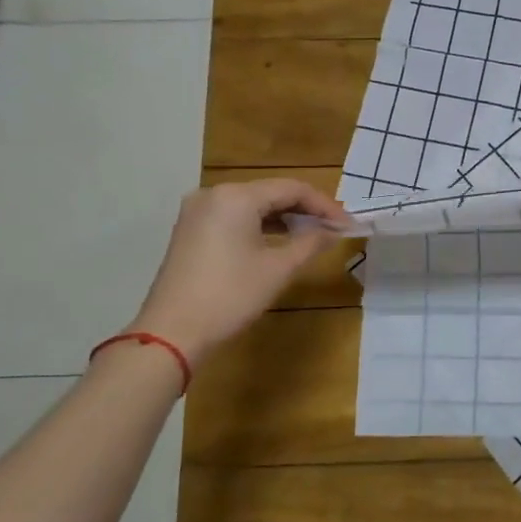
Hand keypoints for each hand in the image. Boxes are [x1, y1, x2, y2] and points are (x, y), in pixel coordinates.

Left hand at [125, 179, 346, 362]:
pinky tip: (280, 241)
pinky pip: (235, 217)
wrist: (172, 332)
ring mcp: (198, 211)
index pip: (293, 189)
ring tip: (313, 236)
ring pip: (253, 205)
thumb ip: (311, 242)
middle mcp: (214, 194)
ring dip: (284, 218)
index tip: (348, 224)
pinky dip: (261, 225)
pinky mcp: (191, 230)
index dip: (325, 205)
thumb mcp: (279, 269)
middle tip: (334, 229)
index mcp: (237, 196)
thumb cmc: (231, 296)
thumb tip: (334, 231)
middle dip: (305, 210)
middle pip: (271, 192)